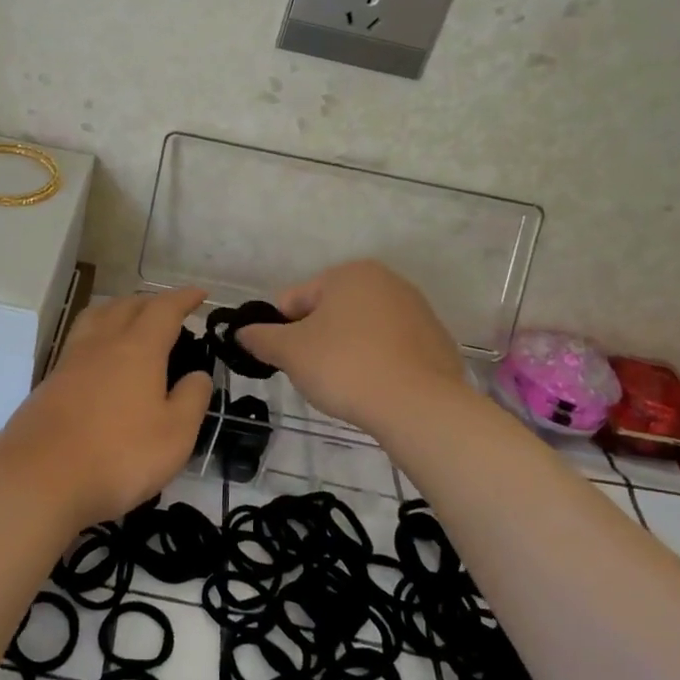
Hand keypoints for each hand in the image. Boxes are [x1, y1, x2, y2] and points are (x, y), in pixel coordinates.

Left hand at [0, 287, 214, 529]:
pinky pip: (79, 340)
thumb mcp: (175, 435)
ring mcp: (71, 360)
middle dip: (152, 302)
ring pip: (97, 316)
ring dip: (119, 310)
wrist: (39, 478)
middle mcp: (102, 343)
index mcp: (138, 349)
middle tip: (170, 311)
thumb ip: (192, 399)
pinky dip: (98, 334)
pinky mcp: (50, 381)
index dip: (184, 299)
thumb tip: (198, 374)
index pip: (164, 310)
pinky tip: (101, 357)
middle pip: (127, 305)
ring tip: (132, 321)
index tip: (200, 294)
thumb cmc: (118, 455)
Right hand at [235, 260, 471, 434]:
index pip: (295, 299)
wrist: (418, 406)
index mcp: (350, 273)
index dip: (282, 331)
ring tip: (346, 385)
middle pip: (330, 312)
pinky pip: (391, 350)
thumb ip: (261, 338)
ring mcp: (417, 311)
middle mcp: (387, 281)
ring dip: (346, 352)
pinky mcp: (436, 342)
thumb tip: (242, 332)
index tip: (286, 360)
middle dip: (316, 340)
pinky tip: (375, 389)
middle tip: (315, 375)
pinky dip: (377, 364)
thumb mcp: (290, 352)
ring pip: (361, 331)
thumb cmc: (345, 366)